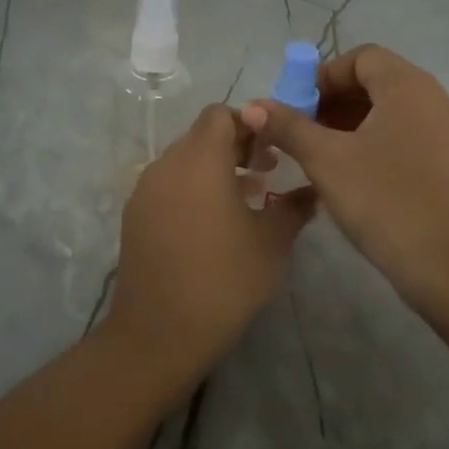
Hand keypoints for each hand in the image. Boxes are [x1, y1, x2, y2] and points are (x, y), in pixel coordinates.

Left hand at [108, 105, 316, 382]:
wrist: (160, 334)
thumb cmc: (225, 281)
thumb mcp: (272, 242)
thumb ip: (294, 206)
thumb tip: (313, 190)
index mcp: (200, 161)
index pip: (220, 115)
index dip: (250, 123)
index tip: (273, 149)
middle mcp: (166, 166)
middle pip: (201, 135)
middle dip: (235, 145)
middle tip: (266, 172)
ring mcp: (145, 192)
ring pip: (183, 161)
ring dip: (214, 168)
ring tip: (246, 198)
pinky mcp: (134, 217)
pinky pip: (168, 185)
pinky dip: (192, 188)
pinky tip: (213, 224)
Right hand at [242, 44, 448, 339]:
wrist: (442, 263)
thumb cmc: (382, 199)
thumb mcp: (326, 160)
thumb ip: (288, 126)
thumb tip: (252, 105)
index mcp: (408, 86)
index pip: (362, 57)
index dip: (323, 74)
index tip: (296, 104)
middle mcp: (432, 98)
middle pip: (376, 80)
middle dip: (333, 98)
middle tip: (301, 127)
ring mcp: (444, 130)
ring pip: (389, 108)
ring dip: (350, 119)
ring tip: (318, 149)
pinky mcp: (446, 159)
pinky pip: (404, 131)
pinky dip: (373, 138)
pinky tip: (348, 168)